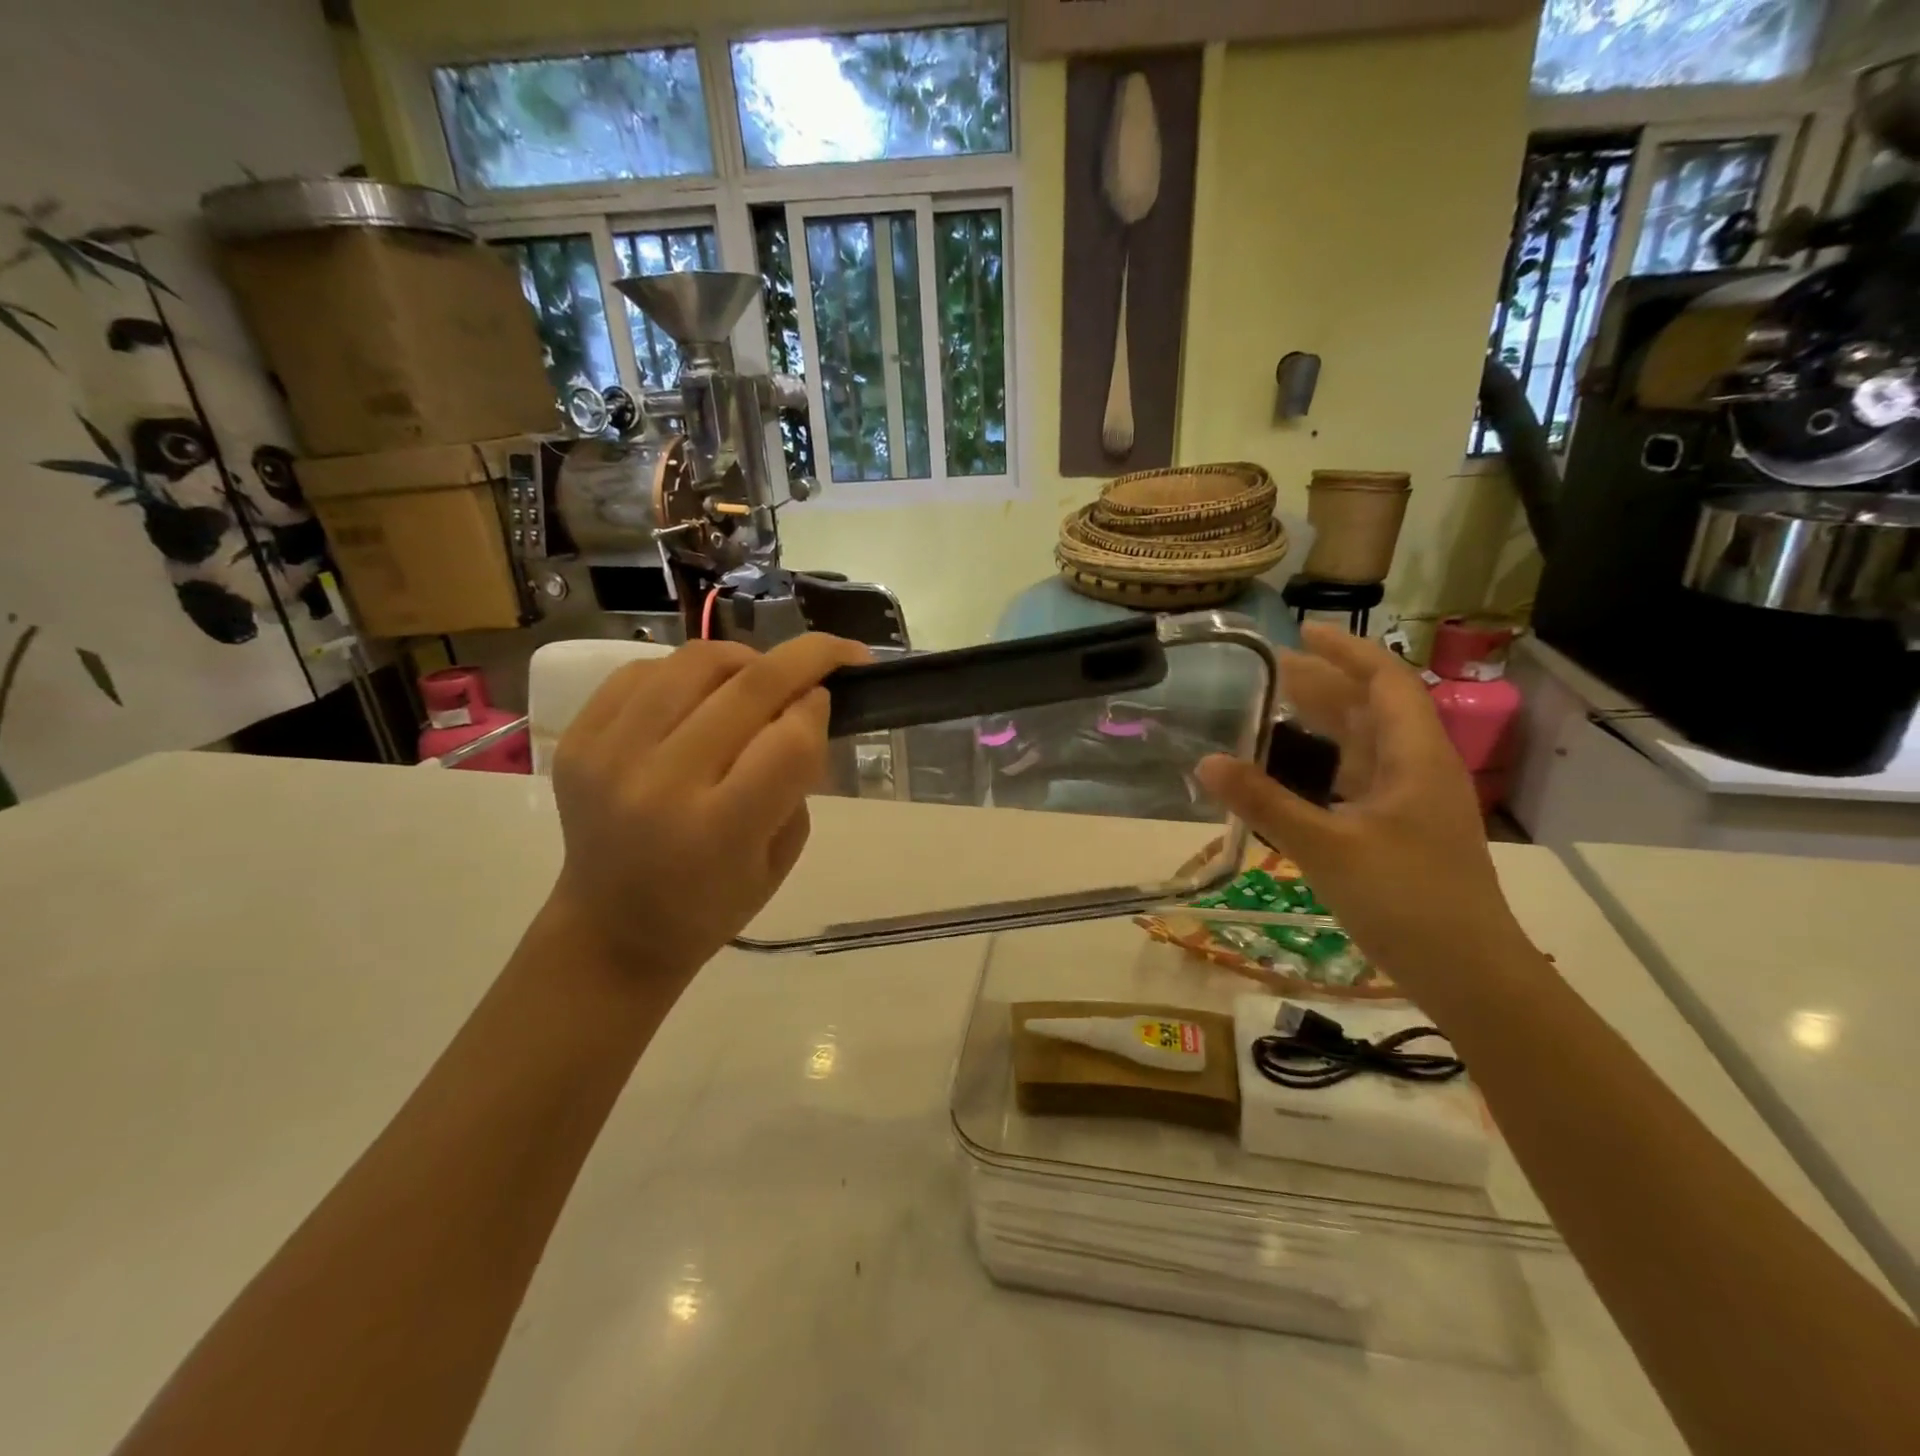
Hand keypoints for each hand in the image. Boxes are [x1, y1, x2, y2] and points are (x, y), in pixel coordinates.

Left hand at [545, 633, 869, 981]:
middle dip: (805, 658)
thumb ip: (797, 779)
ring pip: (695, 662)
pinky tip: (703, 693)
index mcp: (719, 830)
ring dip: (746, 657)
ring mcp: (610, 755)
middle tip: (834, 653)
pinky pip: (643, 671)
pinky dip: (688, 671)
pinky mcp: (578, 739)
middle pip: (748, 686)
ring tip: (762, 675)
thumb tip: (804, 705)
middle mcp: (661, 784)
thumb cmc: (711, 905)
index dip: (819, 709)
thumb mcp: (780, 857)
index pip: (789, 739)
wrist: (610, 929)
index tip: (831, 702)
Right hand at [1195, 624, 1531, 996]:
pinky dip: (1325, 762)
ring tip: (1274, 707)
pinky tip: (1295, 769)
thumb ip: (1264, 803)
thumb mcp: (1326, 847)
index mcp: (1414, 756)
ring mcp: (1410, 802)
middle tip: (1268, 670)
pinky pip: (1358, 778)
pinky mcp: (1400, 831)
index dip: (1345, 651)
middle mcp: (1417, 768)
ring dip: (1324, 721)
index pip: (1384, 681)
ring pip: (1365, 744)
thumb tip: (1206, 762)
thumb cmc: (1406, 900)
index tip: (1300, 632)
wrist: (1469, 974)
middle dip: (1324, 683)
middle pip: (1371, 708)